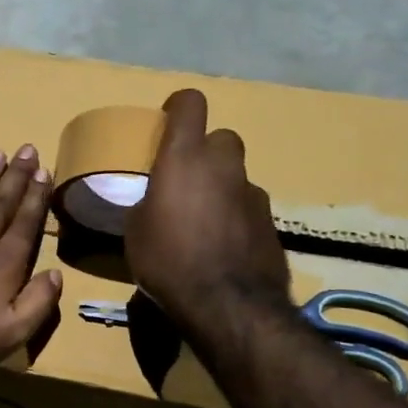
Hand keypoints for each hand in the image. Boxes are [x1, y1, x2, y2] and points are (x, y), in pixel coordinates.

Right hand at [124, 89, 291, 332]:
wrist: (227, 304)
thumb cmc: (168, 260)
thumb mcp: (136, 231)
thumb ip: (147, 203)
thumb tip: (154, 203)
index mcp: (184, 158)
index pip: (190, 103)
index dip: (178, 107)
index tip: (167, 123)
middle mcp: (224, 165)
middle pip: (221, 138)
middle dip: (205, 152)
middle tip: (186, 180)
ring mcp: (253, 193)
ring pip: (236, 176)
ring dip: (221, 187)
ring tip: (203, 221)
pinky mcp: (271, 222)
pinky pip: (247, 207)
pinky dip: (235, 217)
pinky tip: (222, 246)